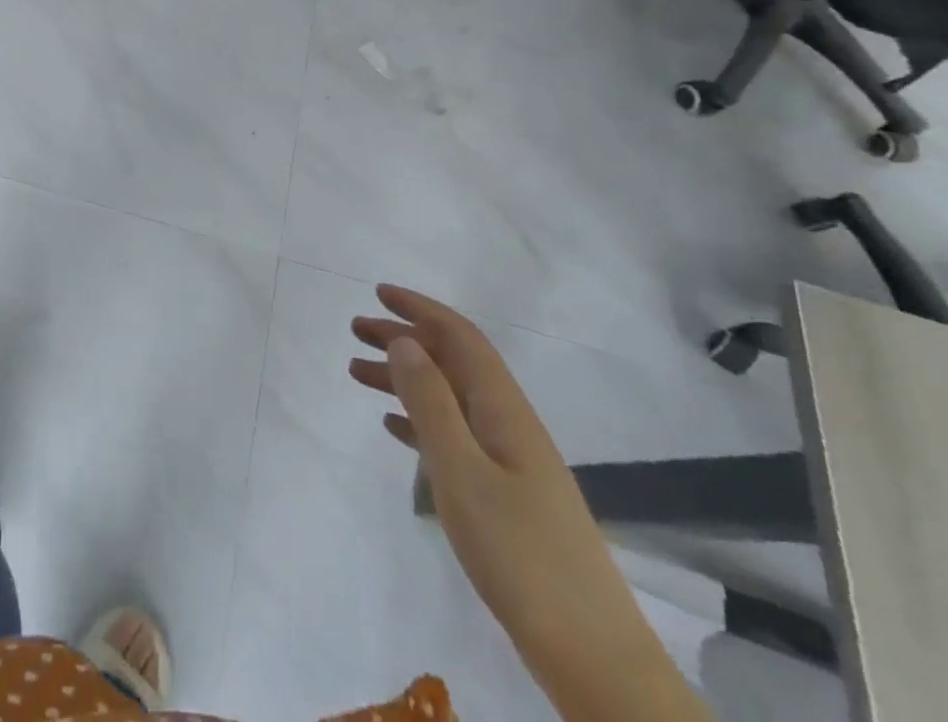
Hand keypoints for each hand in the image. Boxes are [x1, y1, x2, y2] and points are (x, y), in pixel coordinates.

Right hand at [350, 285, 710, 721]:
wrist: (592, 655)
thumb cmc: (520, 553)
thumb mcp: (462, 471)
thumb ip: (430, 402)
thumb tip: (404, 340)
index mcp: (503, 409)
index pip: (460, 337)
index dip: (420, 309)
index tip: (379, 292)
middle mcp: (507, 423)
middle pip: (451, 362)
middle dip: (404, 338)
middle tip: (355, 330)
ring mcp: (509, 461)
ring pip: (448, 397)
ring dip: (404, 378)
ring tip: (357, 373)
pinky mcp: (505, 495)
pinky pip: (453, 434)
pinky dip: (419, 419)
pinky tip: (393, 426)